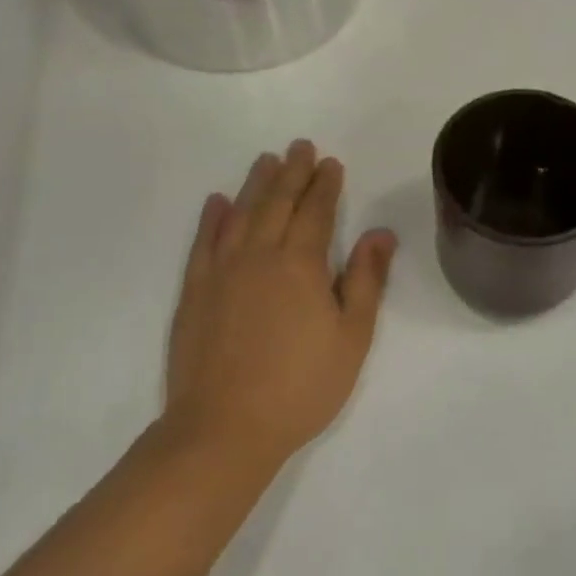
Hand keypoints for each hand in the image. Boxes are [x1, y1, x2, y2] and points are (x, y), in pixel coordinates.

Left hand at [164, 141, 397, 470]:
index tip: (331, 163)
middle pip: (277, 203)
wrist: (224, 429)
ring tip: (265, 160)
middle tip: (300, 146)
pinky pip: (203, 244)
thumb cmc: (301, 386)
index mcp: (300, 264)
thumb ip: (366, 280)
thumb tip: (380, 233)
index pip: (315, 211)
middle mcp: (259, 256)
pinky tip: (217, 203)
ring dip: (255, 184)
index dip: (325, 185)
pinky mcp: (194, 293)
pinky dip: (211, 219)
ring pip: (240, 214)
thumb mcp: (351, 337)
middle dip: (292, 172)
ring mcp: (221, 272)